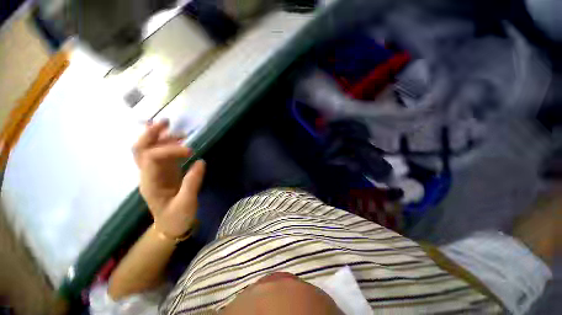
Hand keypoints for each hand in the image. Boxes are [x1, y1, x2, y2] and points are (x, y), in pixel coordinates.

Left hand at [133, 120, 205, 237]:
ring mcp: (155, 173)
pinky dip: (170, 145)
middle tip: (166, 122)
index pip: (152, 158)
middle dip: (150, 134)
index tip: (190, 150)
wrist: (171, 227)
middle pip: (140, 149)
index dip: (170, 150)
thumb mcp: (187, 203)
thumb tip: (201, 162)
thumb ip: (192, 182)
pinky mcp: (165, 173)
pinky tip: (180, 141)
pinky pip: (163, 154)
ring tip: (179, 131)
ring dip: (161, 137)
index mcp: (150, 183)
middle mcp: (148, 175)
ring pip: (150, 149)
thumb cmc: (177, 217)